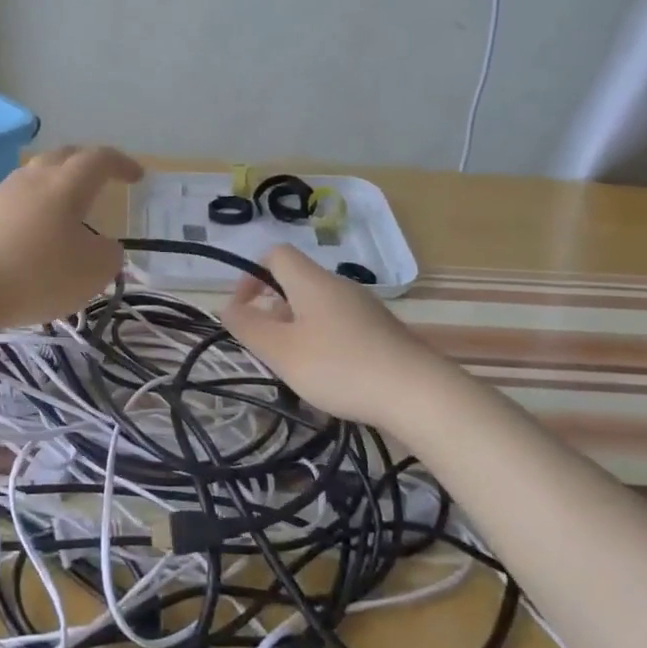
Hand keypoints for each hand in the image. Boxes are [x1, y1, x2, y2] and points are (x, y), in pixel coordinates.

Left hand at [0, 145, 143, 330]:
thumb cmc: (37, 274)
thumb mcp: (92, 272)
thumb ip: (109, 255)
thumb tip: (103, 246)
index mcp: (66, 183)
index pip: (100, 159)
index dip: (121, 164)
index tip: (137, 176)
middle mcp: (33, 178)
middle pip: (64, 157)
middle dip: (87, 163)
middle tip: (103, 179)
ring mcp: (2, 194)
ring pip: (37, 176)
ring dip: (58, 185)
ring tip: (70, 207)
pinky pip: (18, 200)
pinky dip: (36, 207)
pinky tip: (37, 231)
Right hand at [221, 245, 435, 425]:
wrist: (418, 393)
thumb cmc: (339, 366)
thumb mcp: (281, 350)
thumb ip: (248, 326)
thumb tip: (228, 307)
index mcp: (312, 281)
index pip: (275, 254)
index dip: (251, 276)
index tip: (244, 311)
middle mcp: (339, 286)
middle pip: (296, 283)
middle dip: (272, 311)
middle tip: (267, 347)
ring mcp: (365, 308)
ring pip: (317, 307)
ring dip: (297, 329)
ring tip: (295, 367)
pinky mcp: (382, 332)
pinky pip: (340, 325)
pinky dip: (323, 342)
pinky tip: (329, 376)